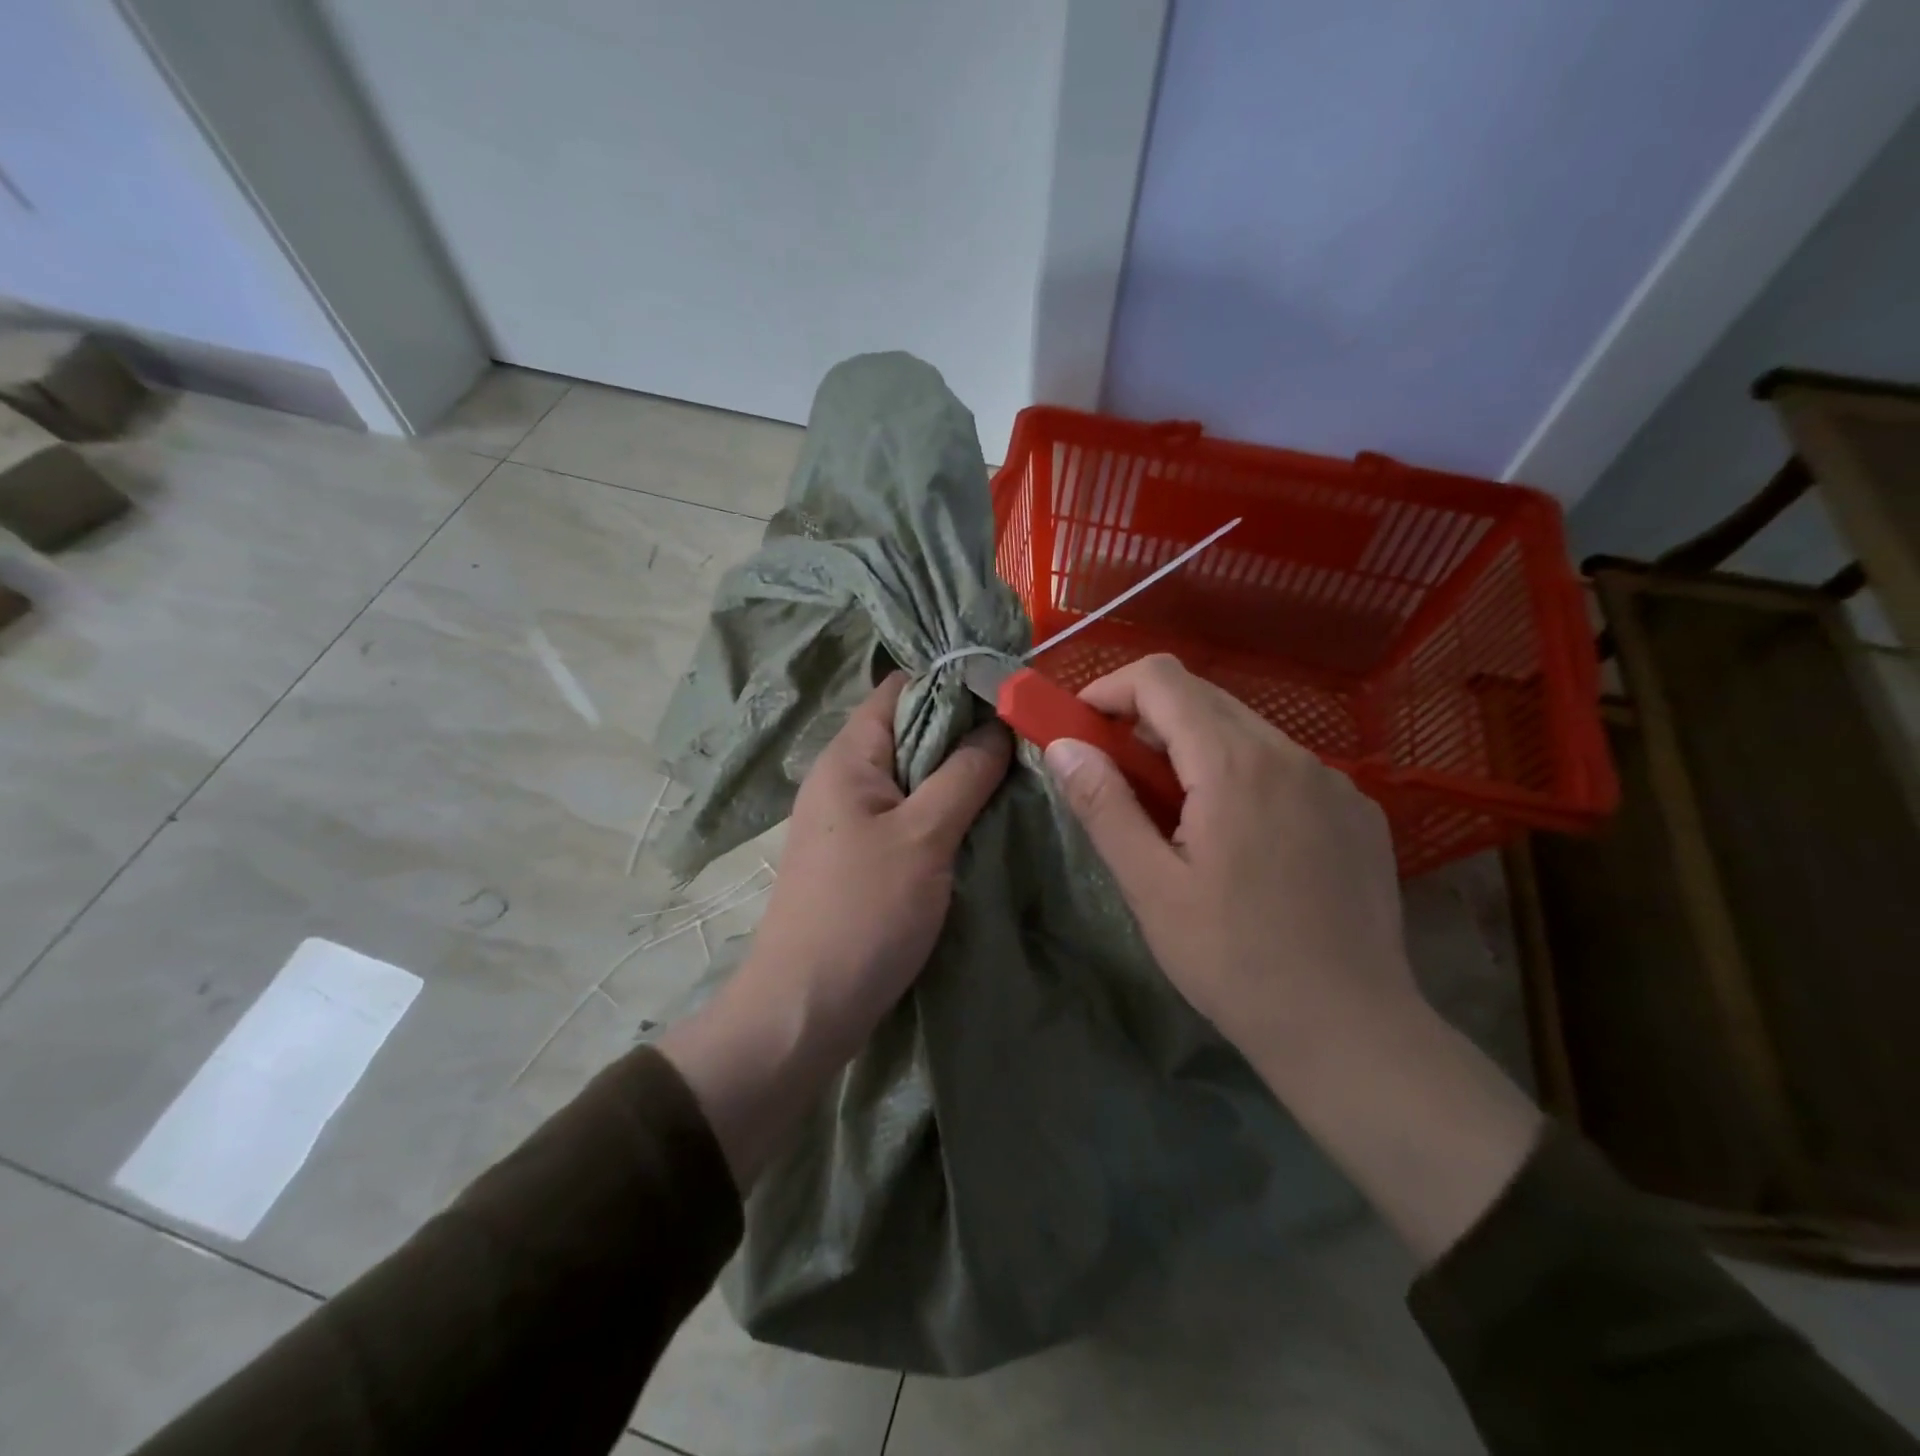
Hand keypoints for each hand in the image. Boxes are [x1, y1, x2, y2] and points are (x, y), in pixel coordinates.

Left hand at [662, 672, 1009, 1186]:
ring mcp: (852, 819)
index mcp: (848, 757)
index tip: (1009, 692)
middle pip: (910, 731)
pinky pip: (910, 815)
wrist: (805, 1010)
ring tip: (1017, 776)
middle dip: (966, 732)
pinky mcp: (863, 857)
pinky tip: (984, 822)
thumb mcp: (923, 836)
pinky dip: (945, 812)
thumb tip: (998, 723)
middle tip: (1026, 739)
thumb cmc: (863, 913)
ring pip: (914, 777)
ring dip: (959, 775)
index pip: (901, 688)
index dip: (952, 681)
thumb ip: (964, 775)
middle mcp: (844, 778)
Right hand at [1045, 654, 1539, 1261]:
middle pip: (1203, 696)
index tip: (1082, 728)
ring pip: (1246, 729)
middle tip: (1118, 775)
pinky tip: (1241, 837)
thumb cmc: (1234, 961)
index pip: (1162, 679)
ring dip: (1195, 748)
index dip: (1110, 689)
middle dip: (1147, 720)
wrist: (1350, 1030)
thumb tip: (1064, 746)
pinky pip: (1286, 764)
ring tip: (1176, 813)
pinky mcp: (1358, 809)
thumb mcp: (1150, 887)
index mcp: (1234, 765)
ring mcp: (1335, 779)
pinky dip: (1243, 773)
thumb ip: (1104, 805)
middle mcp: (1291, 753)